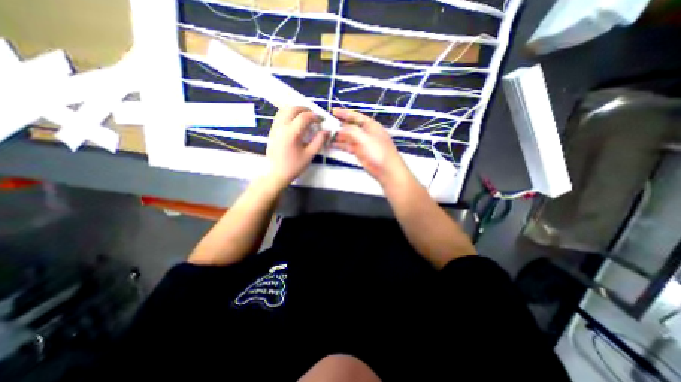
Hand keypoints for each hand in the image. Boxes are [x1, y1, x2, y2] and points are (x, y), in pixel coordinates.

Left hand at [263, 106, 329, 188]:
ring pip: (284, 110)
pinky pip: (280, 116)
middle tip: (314, 117)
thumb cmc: (294, 166)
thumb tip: (326, 131)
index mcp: (291, 133)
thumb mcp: (309, 155)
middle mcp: (281, 126)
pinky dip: (289, 115)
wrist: (276, 174)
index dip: (315, 116)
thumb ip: (319, 141)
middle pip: (293, 109)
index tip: (322, 120)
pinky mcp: (272, 131)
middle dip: (305, 110)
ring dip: (296, 111)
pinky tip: (295, 123)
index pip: (304, 117)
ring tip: (305, 118)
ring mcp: (275, 128)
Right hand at [333, 108, 412, 185]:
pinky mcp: (360, 152)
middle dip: (339, 126)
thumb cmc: (379, 152)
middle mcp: (366, 133)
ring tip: (327, 136)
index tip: (333, 111)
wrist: (386, 170)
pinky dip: (341, 145)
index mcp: (370, 125)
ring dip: (339, 136)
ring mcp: (363, 143)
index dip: (344, 113)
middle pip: (351, 126)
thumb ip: (351, 131)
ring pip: (348, 137)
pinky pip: (348, 146)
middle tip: (327, 126)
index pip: (356, 116)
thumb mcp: (365, 138)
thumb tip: (340, 129)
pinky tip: (332, 145)